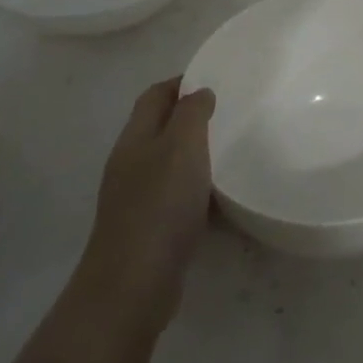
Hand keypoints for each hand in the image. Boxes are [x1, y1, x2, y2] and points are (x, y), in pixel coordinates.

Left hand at [71, 77, 215, 335]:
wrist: (133, 285)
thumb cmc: (160, 206)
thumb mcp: (182, 147)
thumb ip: (191, 113)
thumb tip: (199, 92)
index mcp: (135, 138)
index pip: (154, 95)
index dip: (181, 82)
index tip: (215, 77)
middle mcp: (131, 163)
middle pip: (160, 127)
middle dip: (191, 116)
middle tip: (230, 113)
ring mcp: (136, 198)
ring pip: (169, 162)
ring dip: (196, 154)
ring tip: (232, 150)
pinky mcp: (149, 228)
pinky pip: (176, 195)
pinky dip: (198, 188)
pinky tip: (219, 197)